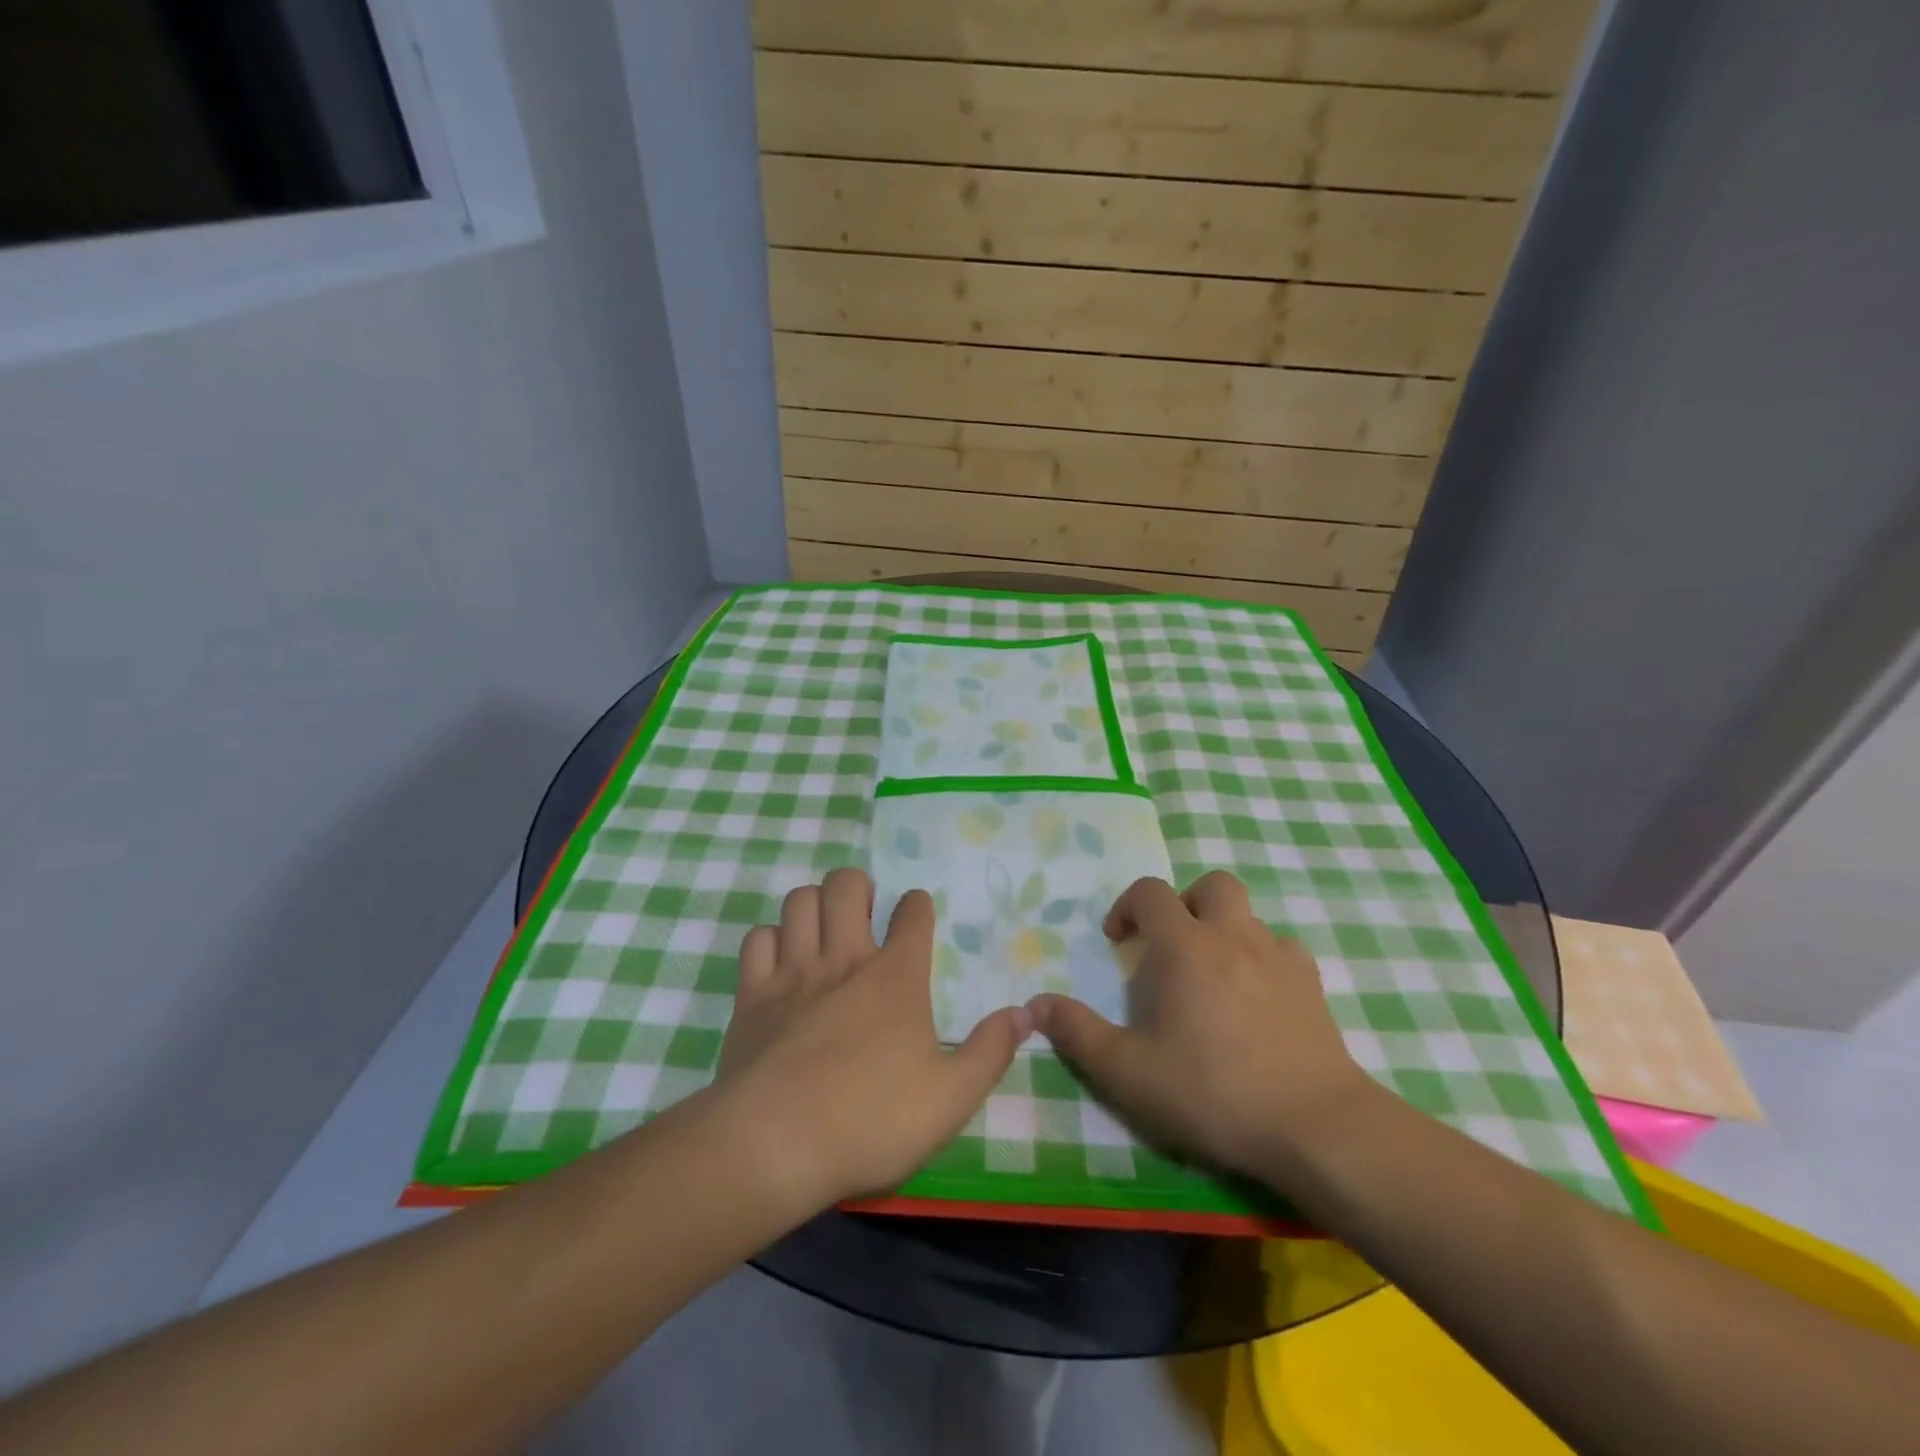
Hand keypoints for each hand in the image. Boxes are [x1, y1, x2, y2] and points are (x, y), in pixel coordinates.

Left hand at [710, 868, 1027, 1217]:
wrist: (775, 1146)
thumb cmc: (872, 1121)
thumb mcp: (951, 1098)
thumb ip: (990, 1051)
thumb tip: (1025, 1014)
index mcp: (896, 977)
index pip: (912, 913)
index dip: (917, 905)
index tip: (915, 913)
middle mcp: (844, 960)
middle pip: (846, 885)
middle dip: (858, 886)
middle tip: (864, 912)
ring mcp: (793, 973)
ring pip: (799, 900)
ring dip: (814, 903)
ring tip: (823, 927)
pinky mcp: (752, 996)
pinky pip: (758, 939)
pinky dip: (771, 939)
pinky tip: (780, 960)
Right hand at [1027, 872, 1372, 1184]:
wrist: (1315, 1126)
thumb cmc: (1212, 1092)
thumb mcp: (1128, 1071)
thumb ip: (1077, 1033)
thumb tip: (1034, 1004)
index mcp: (1185, 947)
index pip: (1150, 892)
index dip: (1127, 907)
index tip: (1118, 941)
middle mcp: (1233, 936)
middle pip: (1211, 885)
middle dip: (1185, 904)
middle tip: (1171, 947)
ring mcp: (1279, 957)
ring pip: (1250, 916)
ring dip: (1224, 931)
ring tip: (1212, 977)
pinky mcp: (1313, 985)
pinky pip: (1284, 950)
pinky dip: (1264, 959)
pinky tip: (1257, 998)